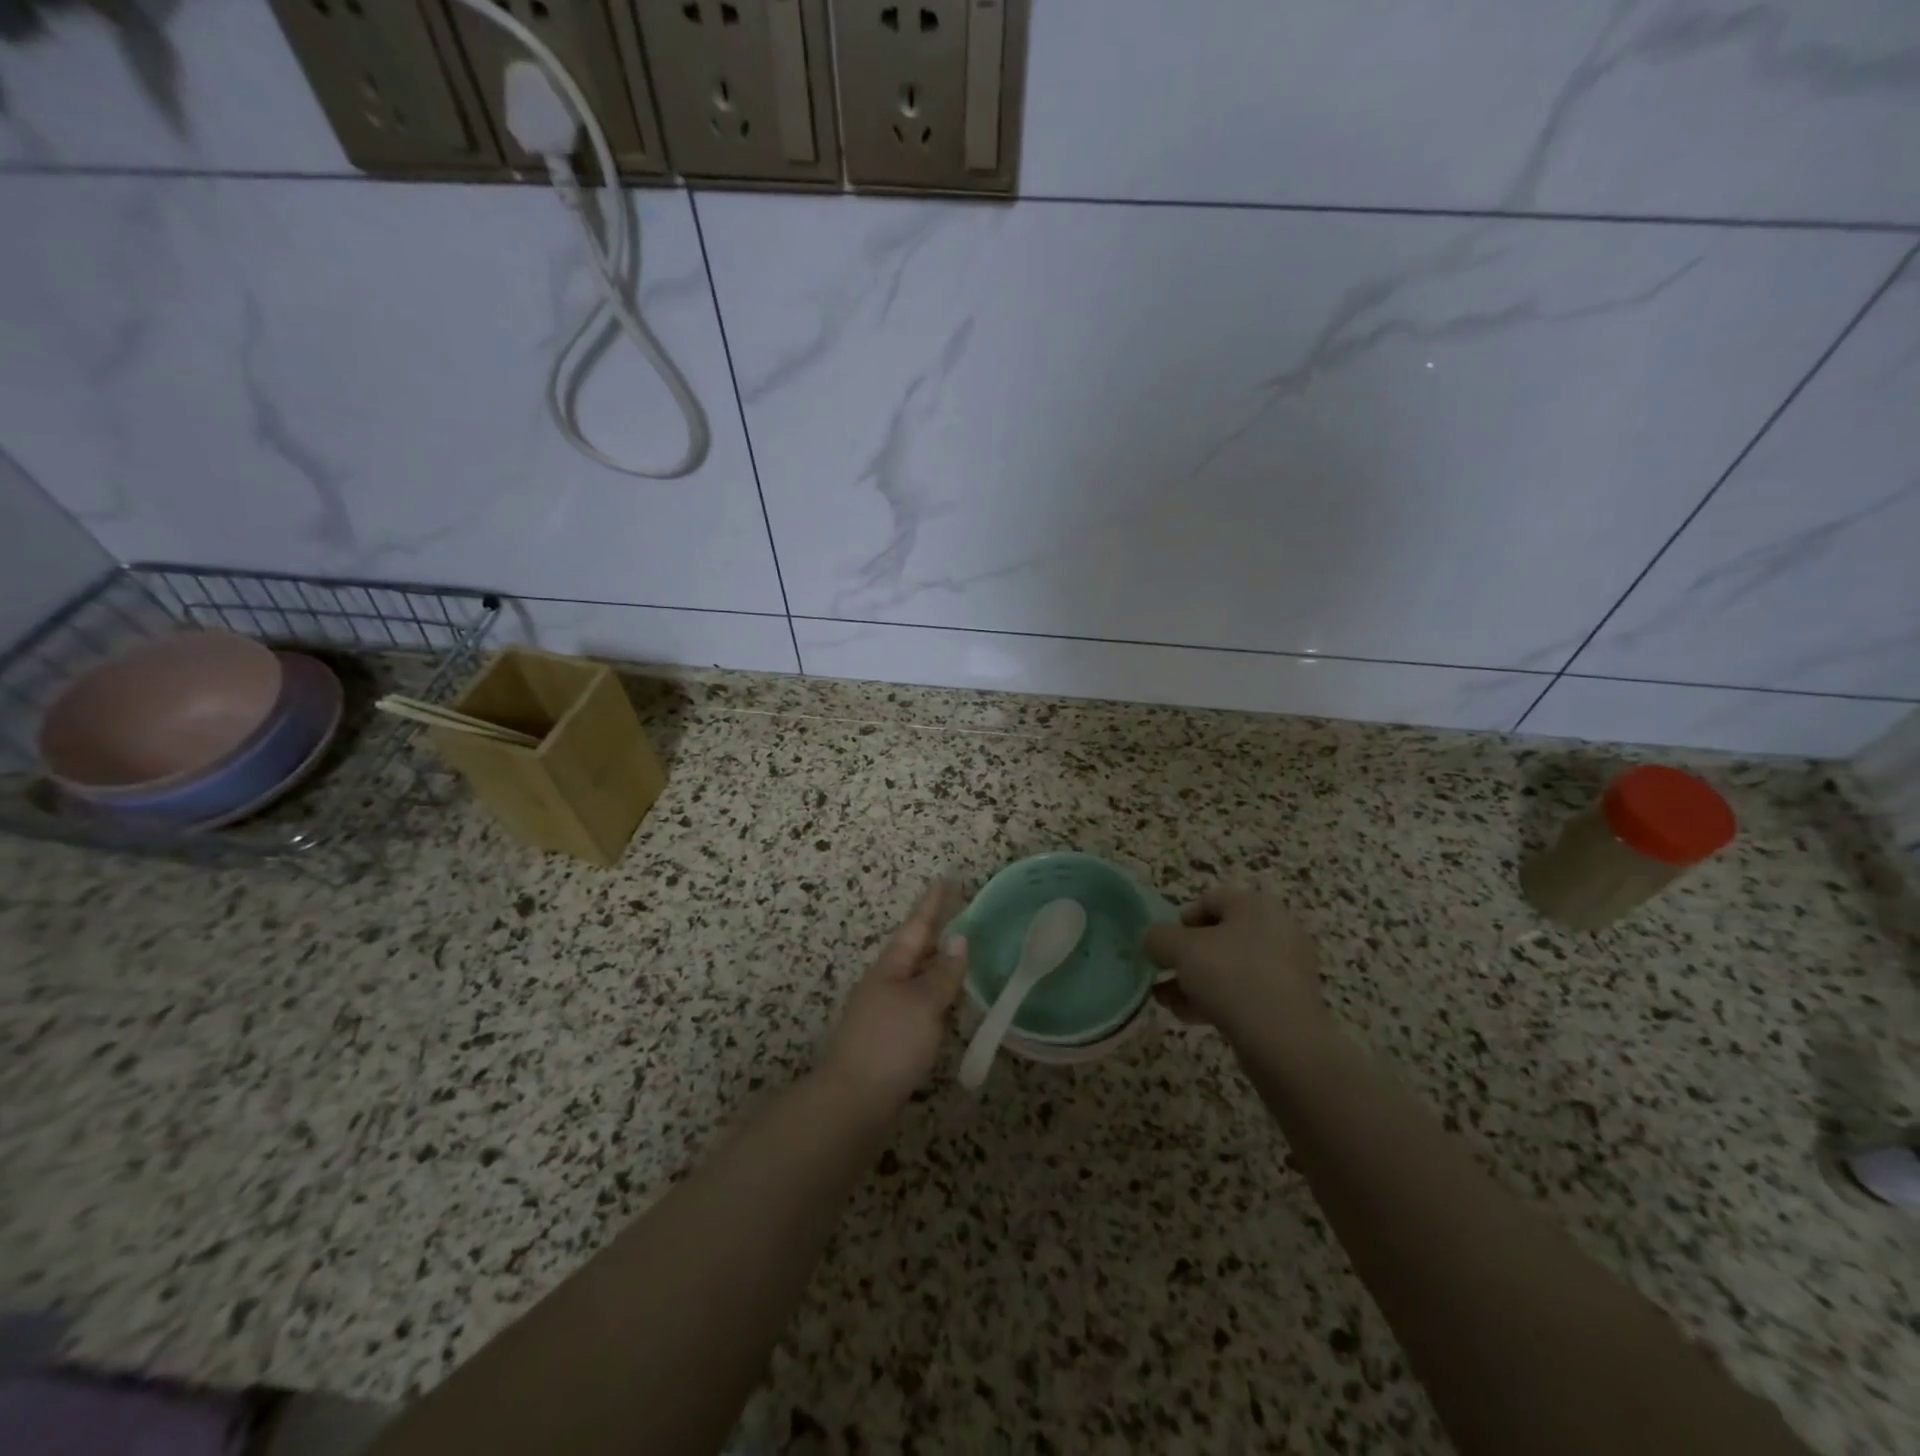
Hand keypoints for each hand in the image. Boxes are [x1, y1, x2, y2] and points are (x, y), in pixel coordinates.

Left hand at [817, 880, 968, 1109]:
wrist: (851, 1105)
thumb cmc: (889, 1045)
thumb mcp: (922, 1004)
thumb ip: (942, 974)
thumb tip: (958, 940)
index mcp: (890, 968)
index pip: (917, 927)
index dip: (933, 904)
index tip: (945, 879)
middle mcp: (884, 984)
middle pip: (914, 951)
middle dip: (935, 932)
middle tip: (959, 913)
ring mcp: (883, 1013)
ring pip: (915, 979)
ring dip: (936, 965)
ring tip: (959, 954)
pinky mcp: (888, 1041)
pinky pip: (917, 1006)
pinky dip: (935, 998)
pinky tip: (947, 1007)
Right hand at [1143, 887, 1325, 1041]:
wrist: (1283, 1040)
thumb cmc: (1231, 977)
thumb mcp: (1181, 949)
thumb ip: (1158, 937)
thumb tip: (1152, 940)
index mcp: (1256, 906)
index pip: (1210, 900)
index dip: (1180, 920)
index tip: (1164, 944)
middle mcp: (1276, 930)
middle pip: (1218, 936)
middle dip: (1185, 956)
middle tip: (1161, 973)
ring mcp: (1285, 969)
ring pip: (1228, 968)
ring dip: (1194, 981)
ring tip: (1166, 1000)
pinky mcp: (1287, 1003)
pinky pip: (1243, 993)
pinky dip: (1216, 1000)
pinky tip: (1188, 1016)